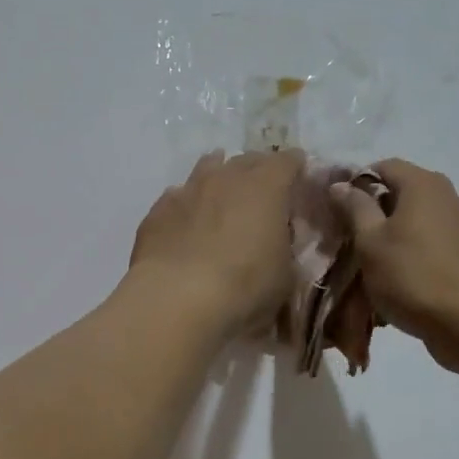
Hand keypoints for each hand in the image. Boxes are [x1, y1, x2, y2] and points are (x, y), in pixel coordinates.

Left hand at [129, 150, 302, 337]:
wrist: (176, 298)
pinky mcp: (158, 210)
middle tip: (264, 189)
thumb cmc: (244, 287)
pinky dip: (189, 203)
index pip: (287, 161)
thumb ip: (285, 251)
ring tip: (223, 191)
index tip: (300, 174)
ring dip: (219, 175)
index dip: (295, 166)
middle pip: (247, 160)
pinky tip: (187, 220)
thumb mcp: (285, 277)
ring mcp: (189, 189)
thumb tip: (278, 243)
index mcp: (266, 187)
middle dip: (258, 169)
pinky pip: (179, 196)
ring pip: (208, 167)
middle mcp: (227, 178)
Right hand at [330, 158, 458, 363]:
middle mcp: (449, 194)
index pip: (383, 166)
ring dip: (399, 230)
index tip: (341, 210)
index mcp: (423, 184)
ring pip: (421, 216)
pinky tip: (406, 274)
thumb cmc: (410, 275)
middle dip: (378, 209)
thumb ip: (355, 207)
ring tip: (380, 260)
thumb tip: (342, 185)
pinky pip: (437, 238)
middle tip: (356, 236)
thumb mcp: (370, 241)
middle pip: (404, 190)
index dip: (358, 183)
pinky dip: (419, 248)